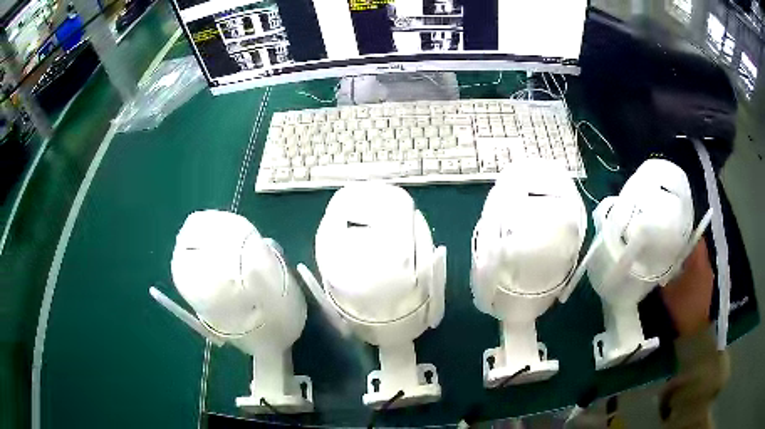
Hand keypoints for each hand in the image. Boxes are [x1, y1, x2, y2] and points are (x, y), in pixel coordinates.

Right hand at [661, 238, 713, 336]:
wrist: (694, 331)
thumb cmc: (682, 307)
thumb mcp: (668, 290)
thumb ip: (663, 273)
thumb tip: (655, 261)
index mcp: (699, 261)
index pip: (696, 236)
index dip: (686, 232)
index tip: (675, 231)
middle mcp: (706, 264)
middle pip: (697, 247)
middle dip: (686, 246)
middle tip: (672, 247)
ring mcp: (708, 276)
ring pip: (699, 260)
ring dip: (689, 259)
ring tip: (676, 263)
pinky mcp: (707, 286)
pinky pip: (700, 271)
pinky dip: (692, 270)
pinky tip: (683, 278)